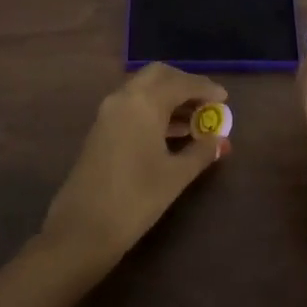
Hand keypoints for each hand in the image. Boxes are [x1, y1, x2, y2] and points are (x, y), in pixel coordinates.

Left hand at [41, 64, 230, 264]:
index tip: (225, 99)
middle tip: (206, 102)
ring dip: (169, 98)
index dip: (205, 88)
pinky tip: (172, 133)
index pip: (181, 83)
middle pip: (159, 76)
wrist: (81, 230)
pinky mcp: (101, 130)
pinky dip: (154, 110)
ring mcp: (108, 113)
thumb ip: (200, 152)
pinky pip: (133, 106)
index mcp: (144, 102)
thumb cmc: (135, 199)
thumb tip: (220, 140)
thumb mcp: (175, 176)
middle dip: (184, 84)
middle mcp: (124, 98)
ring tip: (195, 120)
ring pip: (144, 90)